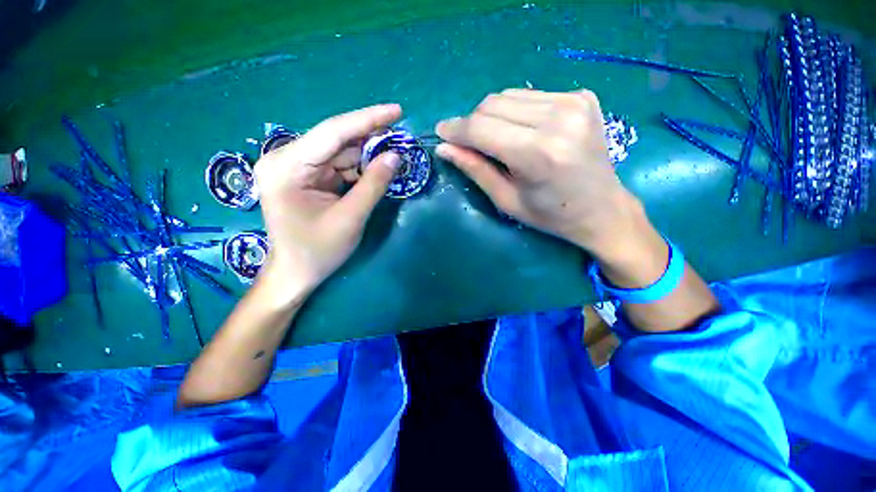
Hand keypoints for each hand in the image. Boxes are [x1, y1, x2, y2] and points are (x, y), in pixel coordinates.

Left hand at [254, 104, 401, 298]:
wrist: (296, 272)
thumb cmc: (318, 251)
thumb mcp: (350, 218)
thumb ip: (373, 184)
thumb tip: (395, 156)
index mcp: (287, 167)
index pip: (332, 132)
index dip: (368, 119)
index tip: (397, 110)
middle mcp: (286, 159)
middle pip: (336, 140)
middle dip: (370, 139)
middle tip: (401, 136)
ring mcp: (295, 167)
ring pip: (339, 152)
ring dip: (367, 154)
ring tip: (394, 153)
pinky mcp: (306, 177)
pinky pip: (338, 165)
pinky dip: (359, 167)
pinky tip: (377, 169)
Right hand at [435, 89, 644, 261]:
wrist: (602, 209)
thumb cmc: (551, 215)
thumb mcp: (507, 200)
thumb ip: (475, 169)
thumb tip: (444, 148)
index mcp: (538, 154)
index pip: (481, 128)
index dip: (456, 129)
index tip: (440, 132)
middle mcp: (558, 119)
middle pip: (492, 104)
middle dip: (472, 123)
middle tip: (469, 144)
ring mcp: (574, 102)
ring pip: (509, 95)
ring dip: (492, 116)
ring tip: (497, 140)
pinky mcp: (582, 96)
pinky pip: (530, 96)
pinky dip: (515, 112)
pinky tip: (522, 132)